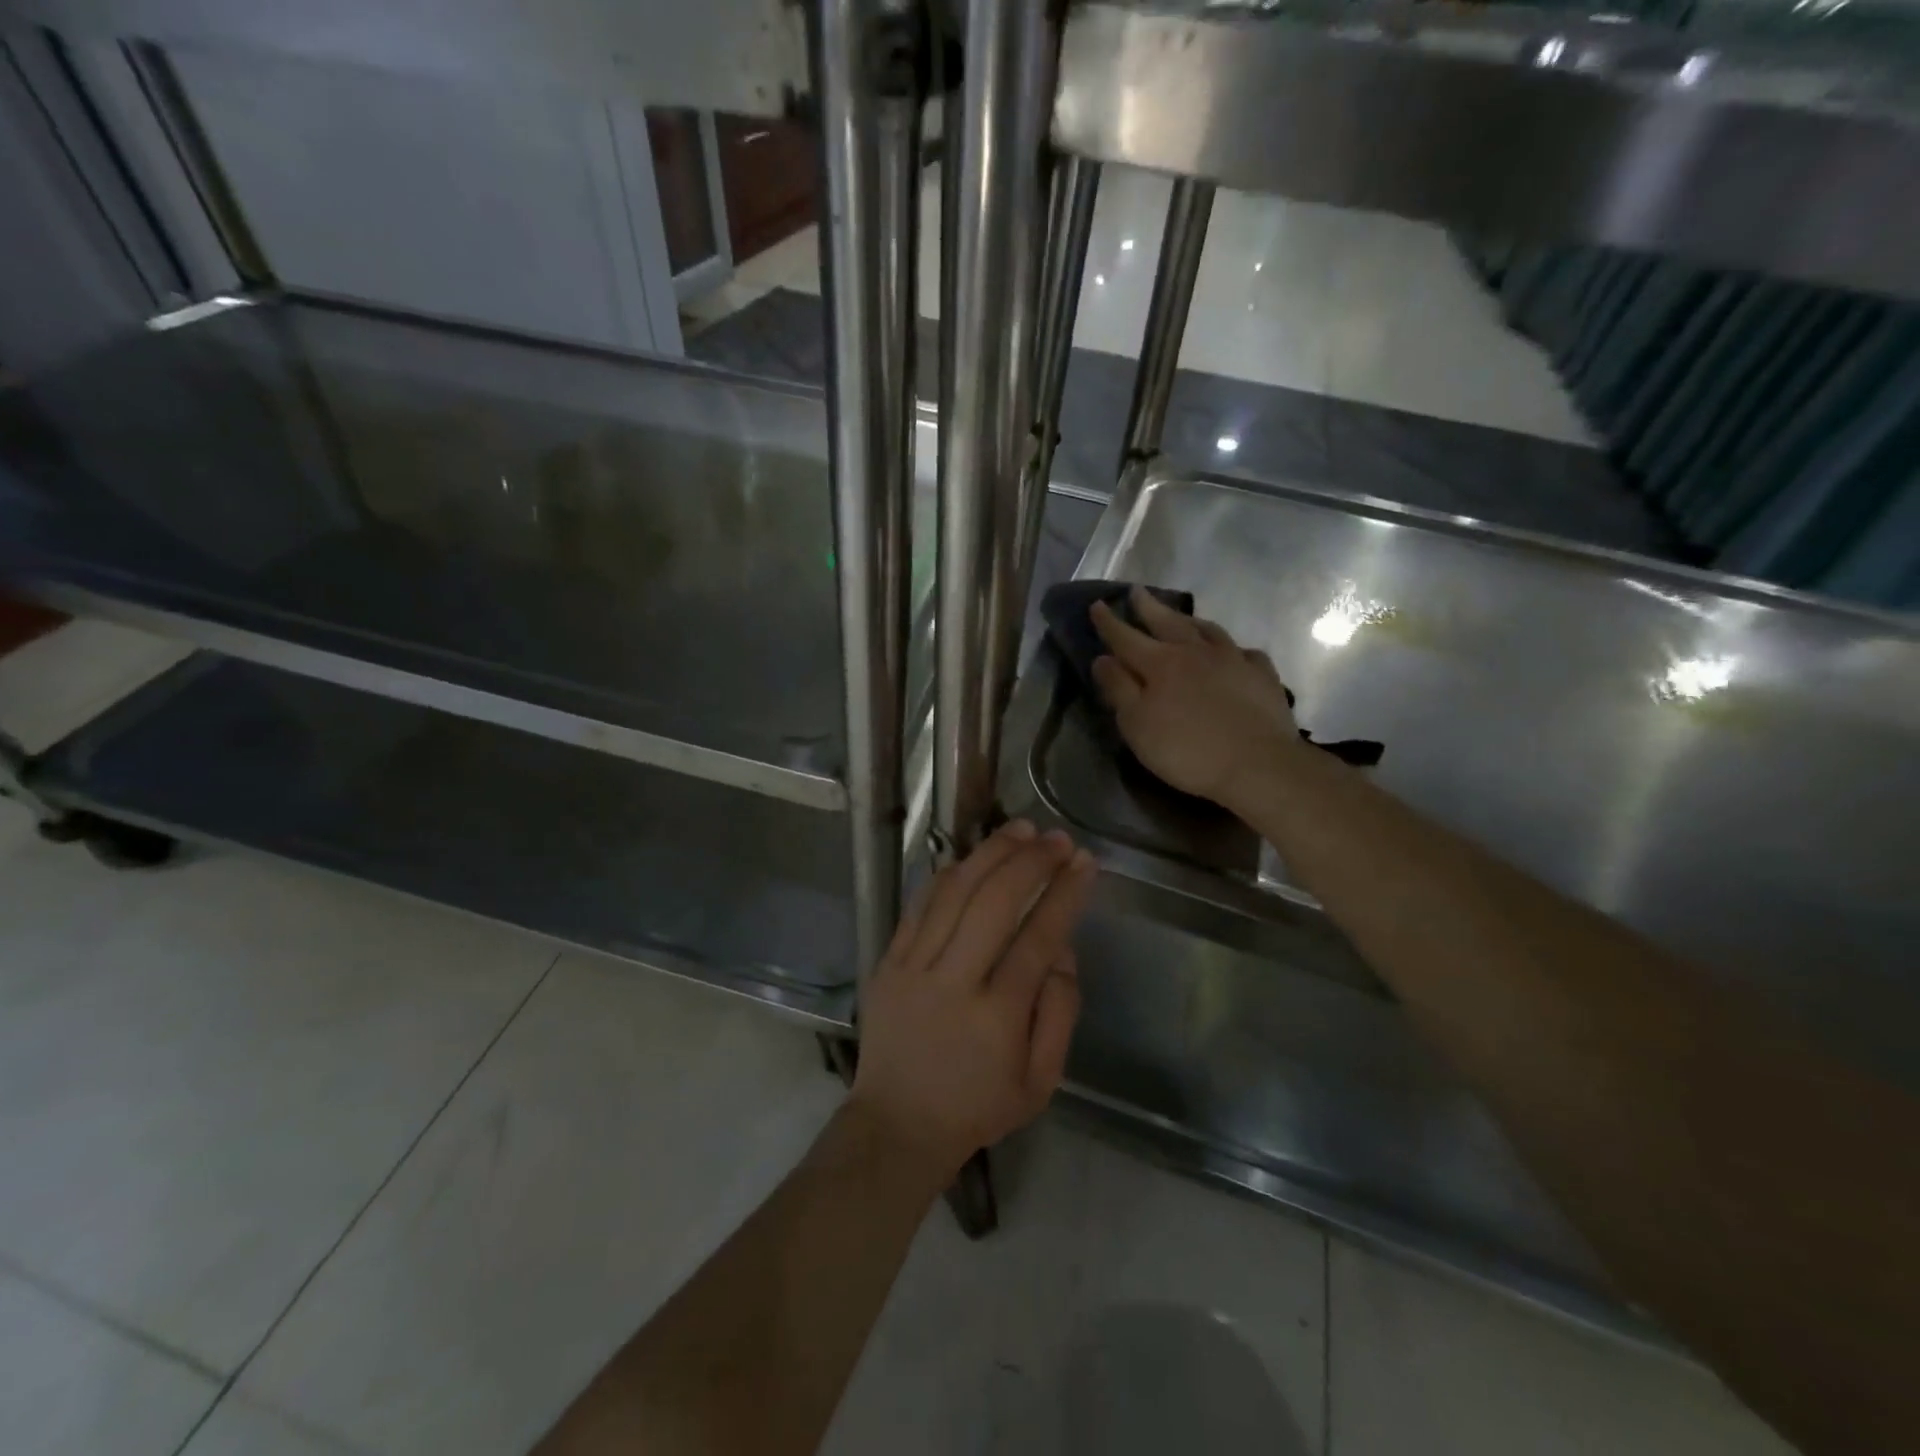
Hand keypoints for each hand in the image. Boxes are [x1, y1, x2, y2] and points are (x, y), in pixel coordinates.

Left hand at [851, 820, 1095, 1184]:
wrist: (897, 1125)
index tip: (1085, 862)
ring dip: (990, 854)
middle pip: (994, 903)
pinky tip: (972, 856)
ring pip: (954, 893)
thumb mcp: (1040, 1082)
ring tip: (1020, 830)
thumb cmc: (978, 1106)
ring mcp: (913, 967)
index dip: (1064, 894)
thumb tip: (1061, 949)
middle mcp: (953, 982)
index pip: (1038, 938)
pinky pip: (919, 904)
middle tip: (1057, 838)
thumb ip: (1059, 1012)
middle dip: (1030, 862)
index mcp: (996, 1017)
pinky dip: (948, 874)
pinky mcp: (888, 961)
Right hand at [1091, 586, 1301, 806]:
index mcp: (1160, 664)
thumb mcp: (1137, 725)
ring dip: (1189, 621)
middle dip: (1149, 607)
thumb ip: (1118, 689)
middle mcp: (1195, 652)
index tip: (1098, 604)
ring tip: (1181, 616)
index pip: (1127, 638)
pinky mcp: (1262, 676)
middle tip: (1137, 592)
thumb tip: (1102, 659)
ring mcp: (1233, 660)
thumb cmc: (1187, 749)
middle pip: (1168, 623)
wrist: (1258, 764)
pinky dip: (1234, 649)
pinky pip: (1245, 653)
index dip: (1110, 623)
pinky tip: (1234, 653)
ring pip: (1208, 630)